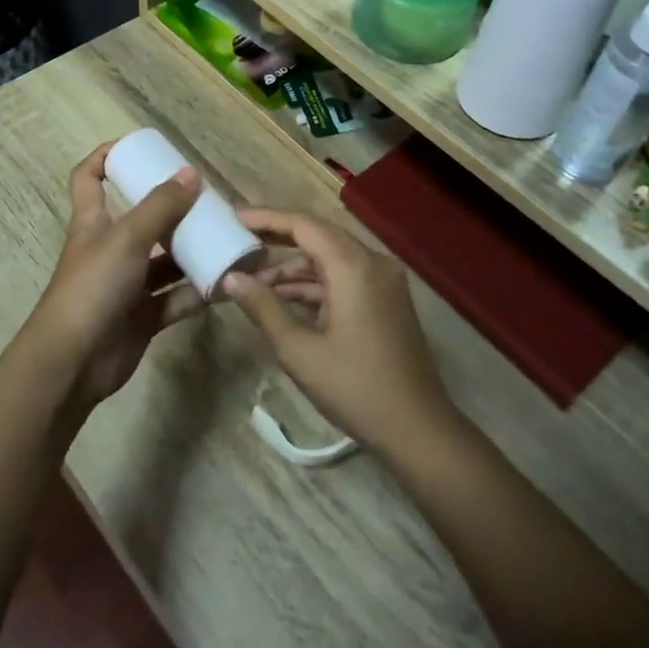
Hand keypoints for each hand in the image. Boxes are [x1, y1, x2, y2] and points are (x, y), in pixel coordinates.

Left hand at [23, 144, 204, 406]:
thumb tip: (191, 173)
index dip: (106, 157)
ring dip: (193, 252)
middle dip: (174, 210)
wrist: (73, 363)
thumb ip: (160, 207)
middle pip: (142, 219)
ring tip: (228, 240)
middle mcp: (110, 249)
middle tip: (209, 202)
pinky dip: (199, 292)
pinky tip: (228, 283)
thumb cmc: (92, 288)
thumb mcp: (126, 238)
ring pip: (165, 261)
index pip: (89, 178)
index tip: (139, 148)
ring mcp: (127, 285)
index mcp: (94, 223)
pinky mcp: (143, 317)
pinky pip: (176, 298)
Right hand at [221, 210, 457, 458]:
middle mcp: (372, 262)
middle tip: (237, 240)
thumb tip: (230, 278)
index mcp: (354, 266)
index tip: (232, 217)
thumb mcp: (299, 350)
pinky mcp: (385, 301)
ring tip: (251, 279)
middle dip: (276, 238)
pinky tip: (282, 299)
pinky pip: (343, 278)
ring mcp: (383, 281)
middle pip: (318, 236)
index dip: (265, 218)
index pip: (303, 224)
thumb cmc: (355, 388)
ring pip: (330, 259)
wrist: (418, 430)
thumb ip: (263, 307)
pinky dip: (314, 285)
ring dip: (293, 267)